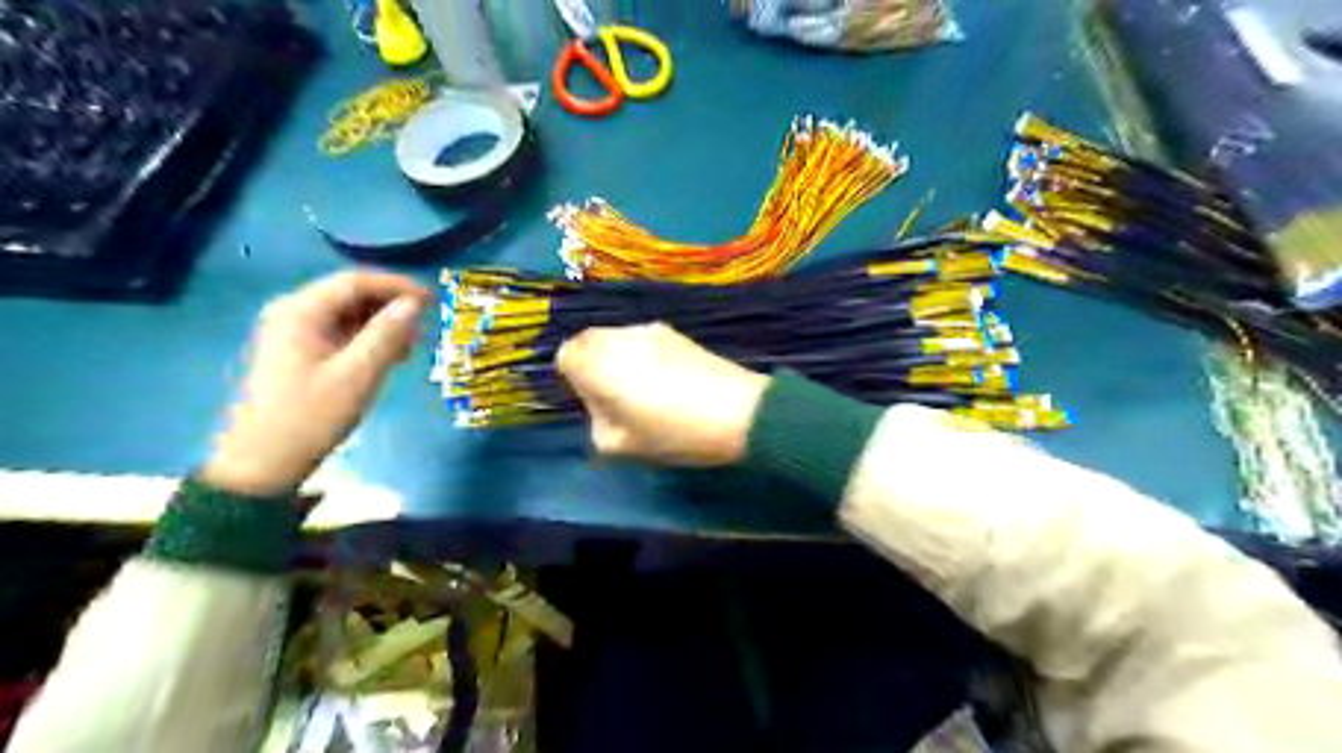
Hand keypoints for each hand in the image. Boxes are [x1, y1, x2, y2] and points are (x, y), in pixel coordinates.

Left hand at [200, 266, 428, 493]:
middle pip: (349, 294)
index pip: (355, 281)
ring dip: (380, 323)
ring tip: (410, 346)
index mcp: (300, 312)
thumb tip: (414, 305)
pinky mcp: (294, 352)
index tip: (433, 300)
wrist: (261, 463)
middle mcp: (291, 312)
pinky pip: (337, 332)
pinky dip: (366, 338)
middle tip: (423, 326)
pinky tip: (386, 357)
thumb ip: (386, 335)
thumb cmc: (310, 417)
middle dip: (389, 305)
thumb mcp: (357, 376)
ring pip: (345, 313)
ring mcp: (290, 333)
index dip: (397, 286)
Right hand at [554, 321, 763, 465]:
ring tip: (642, 389)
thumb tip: (600, 406)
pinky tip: (665, 379)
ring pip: (615, 337)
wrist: (737, 411)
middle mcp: (617, 337)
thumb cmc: (673, 432)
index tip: (594, 402)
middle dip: (591, 363)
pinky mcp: (675, 331)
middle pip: (587, 340)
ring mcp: (648, 330)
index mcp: (597, 363)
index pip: (565, 356)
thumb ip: (596, 424)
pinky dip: (639, 353)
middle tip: (613, 397)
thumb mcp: (621, 446)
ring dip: (616, 357)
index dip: (573, 379)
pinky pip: (640, 338)